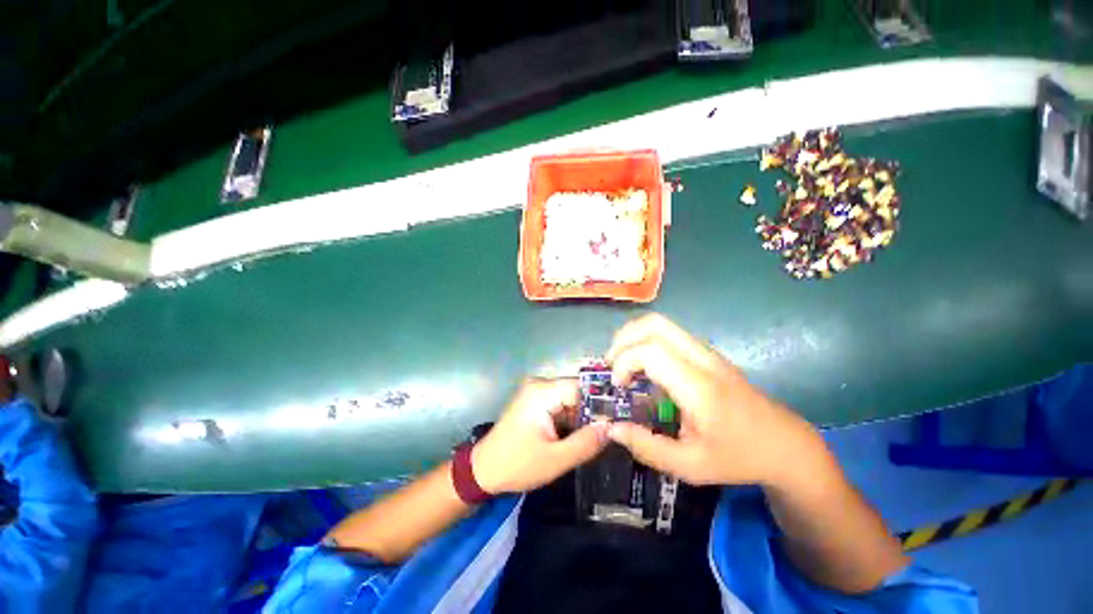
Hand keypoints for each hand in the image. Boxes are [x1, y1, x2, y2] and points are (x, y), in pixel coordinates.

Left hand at [472, 379, 608, 494]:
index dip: (600, 405)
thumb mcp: (555, 459)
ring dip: (581, 419)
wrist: (483, 470)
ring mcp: (536, 392)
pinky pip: (560, 405)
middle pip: (576, 393)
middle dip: (591, 414)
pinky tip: (576, 436)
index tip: (617, 422)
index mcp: (542, 392)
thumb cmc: (517, 465)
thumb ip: (585, 443)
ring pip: (570, 400)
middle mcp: (540, 385)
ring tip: (595, 438)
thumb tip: (611, 428)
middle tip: (607, 435)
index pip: (581, 388)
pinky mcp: (535, 402)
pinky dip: (569, 420)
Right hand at [605, 314, 822, 486]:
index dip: (624, 361)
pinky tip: (643, 365)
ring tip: (622, 362)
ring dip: (634, 337)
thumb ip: (647, 447)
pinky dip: (646, 340)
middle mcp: (703, 360)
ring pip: (661, 324)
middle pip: (654, 324)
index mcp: (699, 387)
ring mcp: (707, 352)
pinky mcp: (707, 353)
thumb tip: (612, 429)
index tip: (619, 385)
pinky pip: (669, 333)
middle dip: (623, 339)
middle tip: (611, 364)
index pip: (651, 351)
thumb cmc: (738, 458)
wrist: (784, 445)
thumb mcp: (690, 466)